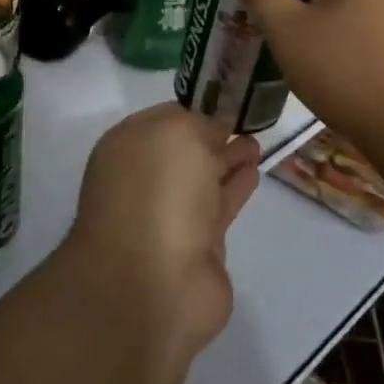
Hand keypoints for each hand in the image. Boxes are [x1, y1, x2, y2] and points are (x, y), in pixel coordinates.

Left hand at [64, 103, 260, 364]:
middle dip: (212, 135)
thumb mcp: (179, 134)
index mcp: (128, 145)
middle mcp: (143, 177)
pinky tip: (254, 172)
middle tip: (247, 120)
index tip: (228, 99)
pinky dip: (235, 189)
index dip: (196, 108)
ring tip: (255, 144)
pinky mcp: (197, 249)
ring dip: (227, 161)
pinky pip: (218, 208)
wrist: (153, 285)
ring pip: (203, 178)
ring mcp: (169, 215)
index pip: (166, 117)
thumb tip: (216, 128)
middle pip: (184, 149)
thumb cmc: (158, 193)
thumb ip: (201, 124)